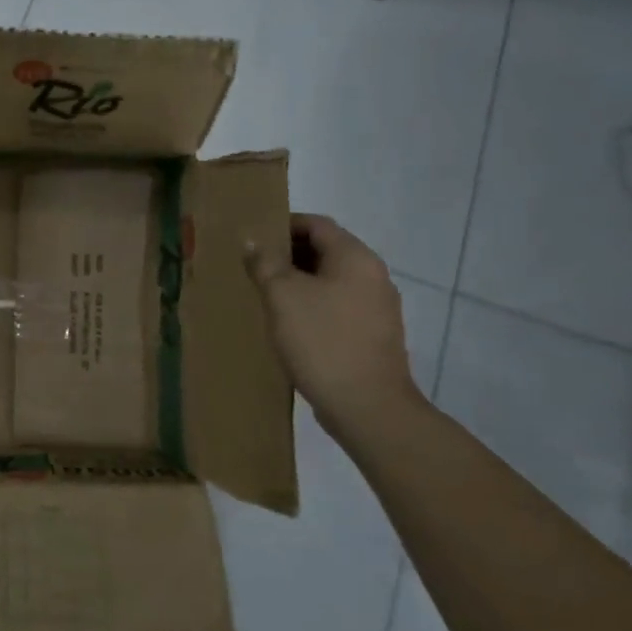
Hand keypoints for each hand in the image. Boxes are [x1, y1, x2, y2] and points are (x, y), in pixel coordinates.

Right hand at [244, 215, 422, 436]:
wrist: (367, 406)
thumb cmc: (321, 340)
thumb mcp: (282, 296)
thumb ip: (265, 263)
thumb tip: (253, 241)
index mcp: (355, 258)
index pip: (317, 224)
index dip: (284, 225)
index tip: (254, 238)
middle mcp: (373, 276)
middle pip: (327, 251)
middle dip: (289, 255)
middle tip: (254, 267)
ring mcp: (378, 308)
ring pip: (332, 281)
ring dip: (300, 283)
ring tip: (267, 296)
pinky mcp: (374, 336)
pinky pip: (339, 307)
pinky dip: (314, 306)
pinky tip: (291, 325)